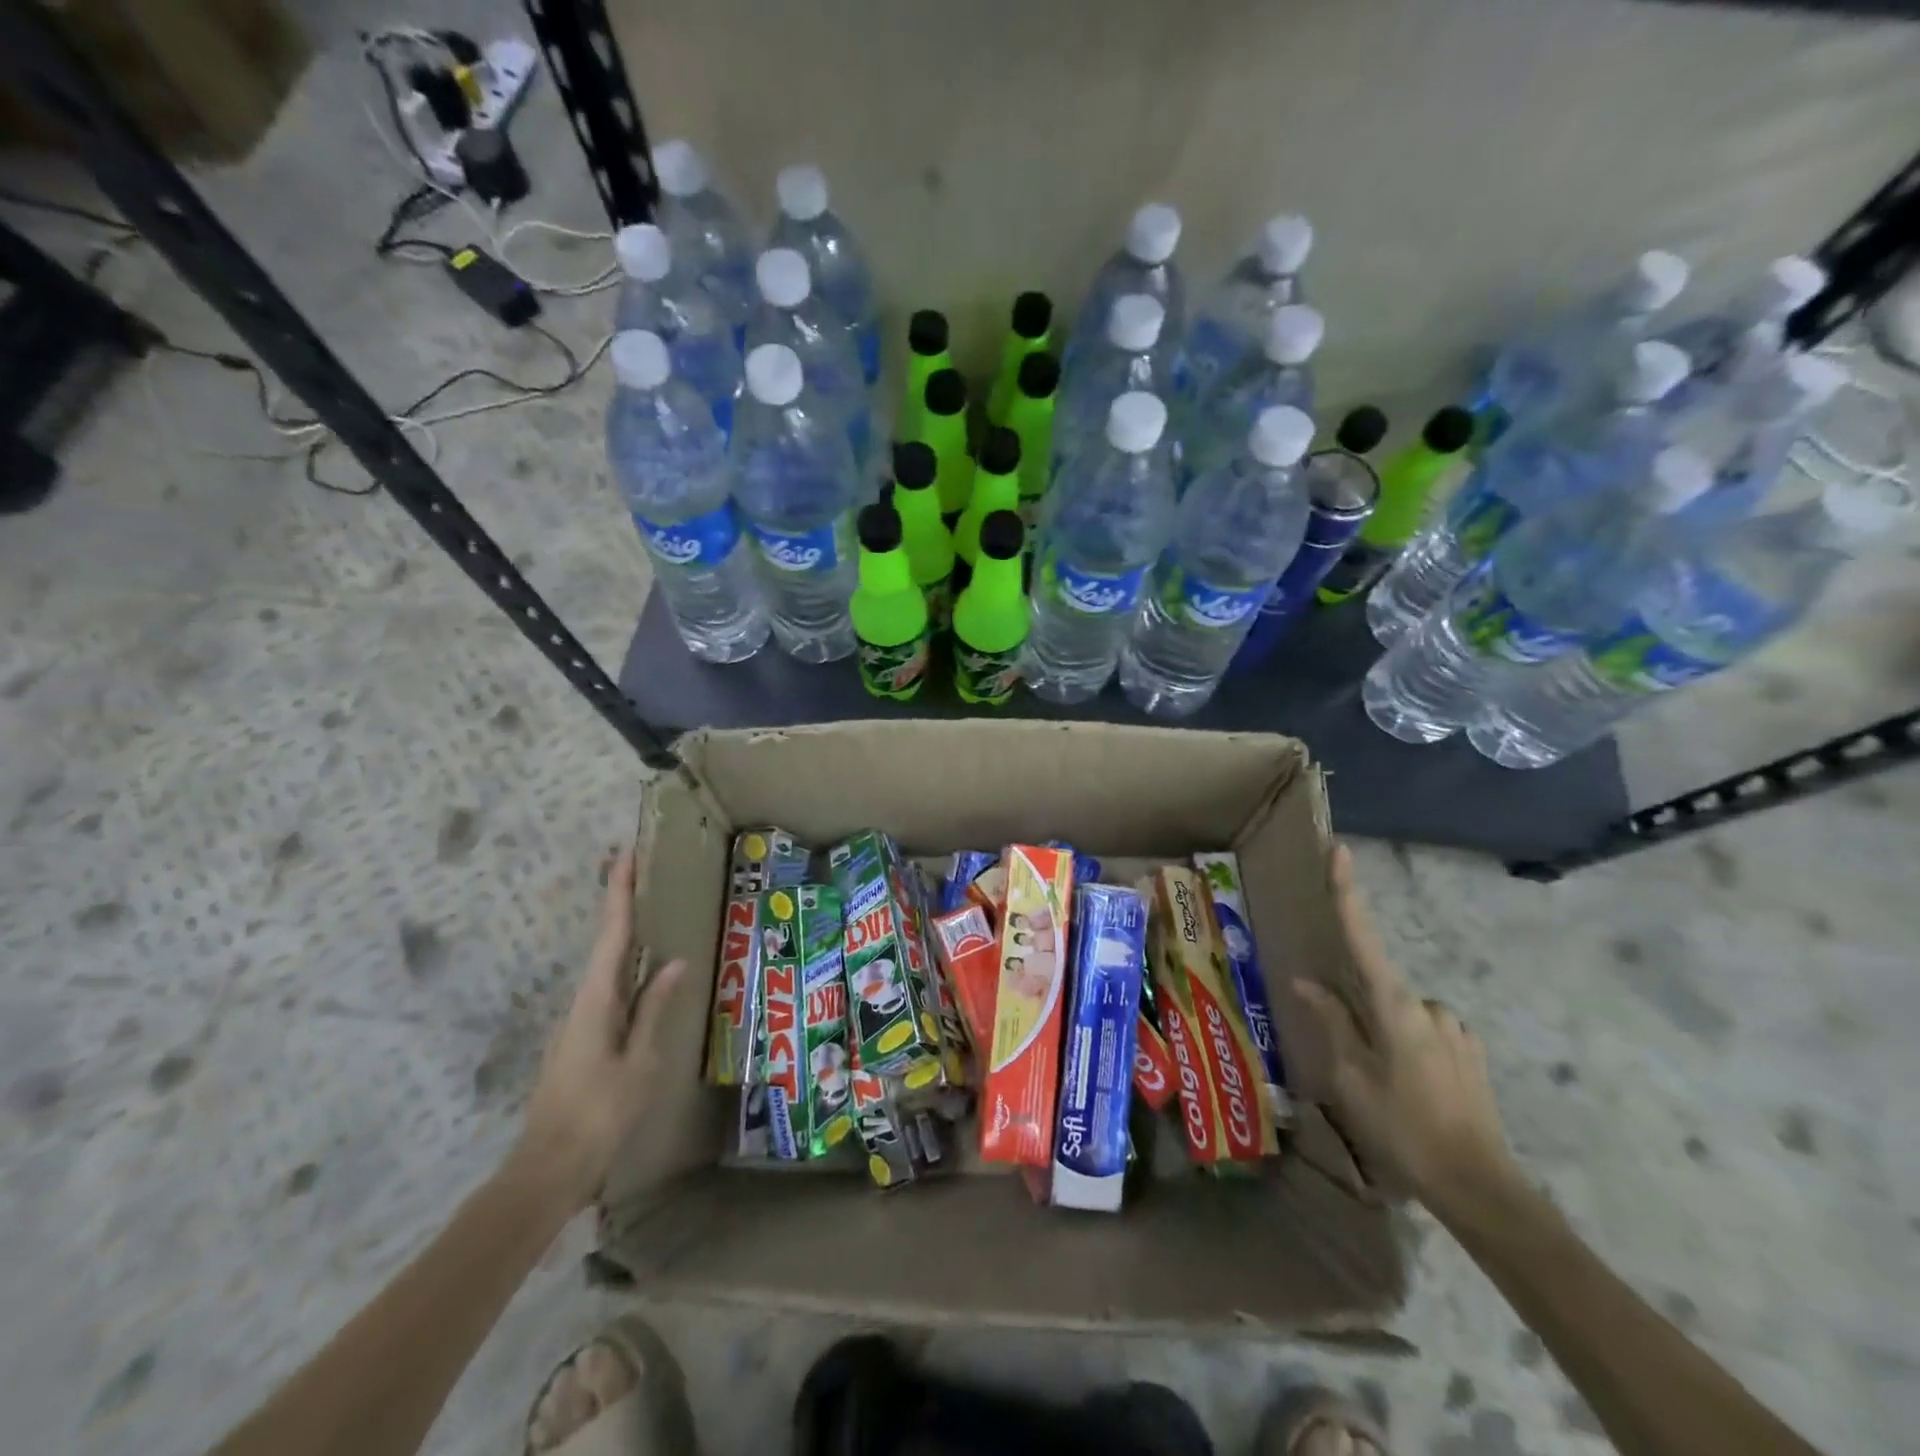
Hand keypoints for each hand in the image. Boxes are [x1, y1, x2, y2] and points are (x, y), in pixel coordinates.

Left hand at [510, 845, 685, 1214]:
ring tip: (649, 908)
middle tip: (641, 869)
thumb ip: (655, 1010)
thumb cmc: (599, 1113)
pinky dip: (625, 966)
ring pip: (607, 966)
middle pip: (606, 942)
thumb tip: (676, 962)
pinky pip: (610, 989)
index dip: (619, 892)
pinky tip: (644, 971)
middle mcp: (583, 1002)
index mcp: (596, 1000)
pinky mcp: (583, 1039)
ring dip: (623, 933)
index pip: (612, 934)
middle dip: (620, 903)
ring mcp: (580, 1022)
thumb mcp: (640, 1062)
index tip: (624, 854)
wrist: (548, 1169)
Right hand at [1292, 844, 1514, 1215]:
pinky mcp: (1470, 1052)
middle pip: (1377, 989)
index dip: (1348, 893)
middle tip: (1356, 1067)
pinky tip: (1411, 1090)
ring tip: (1385, 1091)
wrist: (1480, 1188)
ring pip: (1401, 1015)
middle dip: (1359, 1016)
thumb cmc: (1403, 1128)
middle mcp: (1429, 1007)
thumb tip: (1306, 981)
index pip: (1363, 938)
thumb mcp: (1351, 1077)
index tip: (1340, 851)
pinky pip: (1425, 1033)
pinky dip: (1408, 1049)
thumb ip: (1330, 1022)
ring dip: (1384, 1037)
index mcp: (1396, 1008)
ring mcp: (1455, 1029)